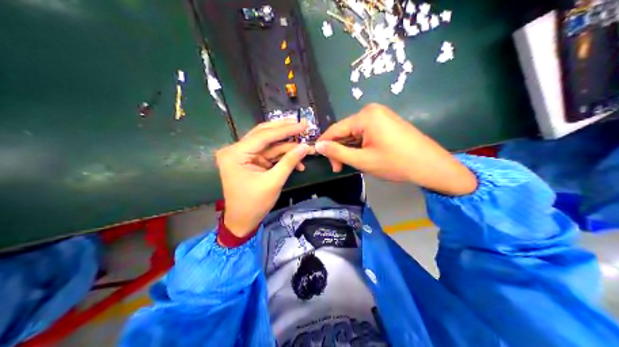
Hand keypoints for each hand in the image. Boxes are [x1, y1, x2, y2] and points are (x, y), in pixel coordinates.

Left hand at [218, 118, 314, 235]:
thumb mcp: (273, 182)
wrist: (242, 222)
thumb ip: (289, 161)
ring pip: (268, 143)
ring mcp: (242, 155)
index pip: (263, 136)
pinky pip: (268, 153)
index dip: (285, 130)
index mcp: (235, 154)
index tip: (303, 124)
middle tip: (303, 124)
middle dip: (284, 131)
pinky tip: (297, 159)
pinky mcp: (250, 161)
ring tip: (305, 143)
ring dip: (286, 145)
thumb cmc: (254, 204)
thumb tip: (306, 146)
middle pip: (263, 134)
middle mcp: (236, 150)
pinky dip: (282, 156)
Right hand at [314, 102, 477, 195]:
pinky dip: (361, 145)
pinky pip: (367, 132)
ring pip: (356, 132)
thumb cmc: (395, 163)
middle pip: (346, 130)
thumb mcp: (363, 160)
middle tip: (339, 168)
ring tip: (353, 165)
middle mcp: (372, 110)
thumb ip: (338, 153)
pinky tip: (363, 157)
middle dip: (340, 149)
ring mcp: (382, 115)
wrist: (430, 165)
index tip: (321, 161)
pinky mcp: (388, 122)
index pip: (336, 129)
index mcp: (365, 116)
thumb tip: (317, 146)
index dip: (325, 145)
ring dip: (351, 148)